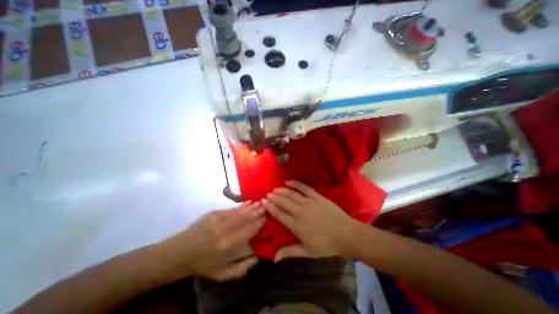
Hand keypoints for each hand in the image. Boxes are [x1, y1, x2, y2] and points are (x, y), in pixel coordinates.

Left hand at [161, 201, 264, 281]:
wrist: (179, 253)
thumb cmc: (203, 265)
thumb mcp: (223, 274)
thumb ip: (243, 267)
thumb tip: (259, 257)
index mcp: (229, 245)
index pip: (250, 230)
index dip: (259, 222)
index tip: (267, 216)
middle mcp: (226, 230)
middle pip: (247, 218)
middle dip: (258, 211)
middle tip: (267, 205)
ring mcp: (219, 219)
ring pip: (240, 211)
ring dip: (252, 206)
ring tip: (261, 202)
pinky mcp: (213, 213)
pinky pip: (231, 208)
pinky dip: (241, 205)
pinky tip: (248, 202)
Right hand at [261, 180, 359, 260]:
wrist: (347, 234)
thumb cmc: (327, 245)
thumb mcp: (308, 252)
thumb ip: (290, 252)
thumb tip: (274, 258)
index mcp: (296, 226)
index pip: (279, 214)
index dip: (270, 207)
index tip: (264, 201)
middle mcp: (300, 212)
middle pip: (284, 202)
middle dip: (274, 197)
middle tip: (268, 194)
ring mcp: (309, 203)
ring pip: (292, 194)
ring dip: (282, 191)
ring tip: (275, 189)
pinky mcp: (317, 197)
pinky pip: (305, 188)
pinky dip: (296, 184)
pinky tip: (289, 181)